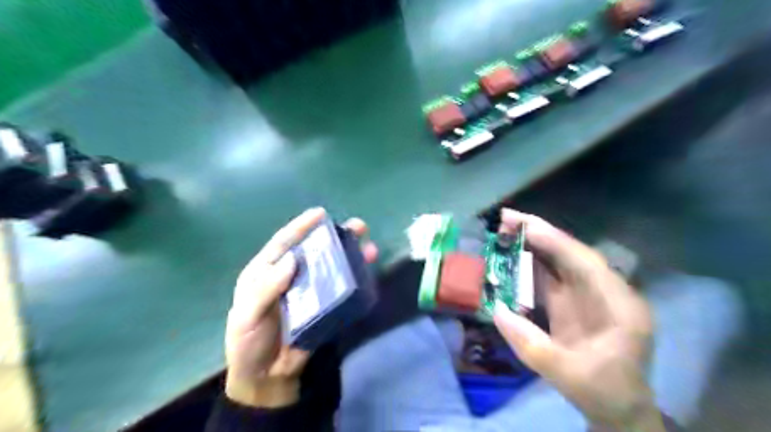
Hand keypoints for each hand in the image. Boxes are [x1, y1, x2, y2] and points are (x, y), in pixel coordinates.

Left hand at [225, 208, 378, 406]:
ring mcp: (309, 291)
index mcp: (267, 272)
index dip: (301, 226)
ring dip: (350, 257)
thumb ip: (265, 288)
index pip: (285, 243)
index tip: (320, 214)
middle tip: (358, 227)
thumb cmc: (249, 342)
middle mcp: (291, 276)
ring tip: (369, 248)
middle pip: (314, 251)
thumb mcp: (247, 316)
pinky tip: (366, 274)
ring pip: (331, 267)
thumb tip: (292, 260)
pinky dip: (353, 280)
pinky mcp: (323, 307)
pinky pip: (339, 289)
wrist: (265, 377)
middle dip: (335, 237)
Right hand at [494, 208, 662, 429]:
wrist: (617, 409)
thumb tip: (496, 308)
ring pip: (559, 261)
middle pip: (571, 254)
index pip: (586, 262)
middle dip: (539, 234)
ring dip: (532, 245)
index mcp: (619, 306)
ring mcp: (588, 295)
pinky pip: (550, 276)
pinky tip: (510, 257)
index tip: (524, 226)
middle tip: (505, 219)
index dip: (554, 241)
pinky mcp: (573, 301)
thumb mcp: (566, 374)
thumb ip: (530, 343)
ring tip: (503, 232)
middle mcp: (606, 292)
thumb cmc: (602, 392)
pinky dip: (530, 264)